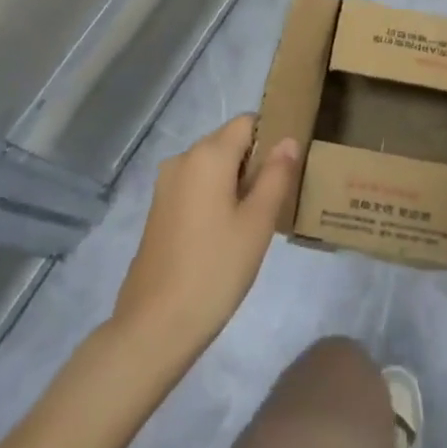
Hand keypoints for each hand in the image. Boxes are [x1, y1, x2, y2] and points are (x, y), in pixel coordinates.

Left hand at [114, 116, 300, 353]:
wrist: (155, 325)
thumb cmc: (215, 269)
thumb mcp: (258, 222)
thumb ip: (276, 175)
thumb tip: (288, 140)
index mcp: (207, 155)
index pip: (247, 122)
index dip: (272, 136)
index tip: (291, 166)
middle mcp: (182, 159)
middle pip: (229, 142)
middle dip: (256, 160)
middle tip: (281, 195)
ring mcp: (166, 185)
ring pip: (213, 166)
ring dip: (237, 180)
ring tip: (259, 216)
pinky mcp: (159, 209)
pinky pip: (196, 186)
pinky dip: (217, 195)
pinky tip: (230, 231)